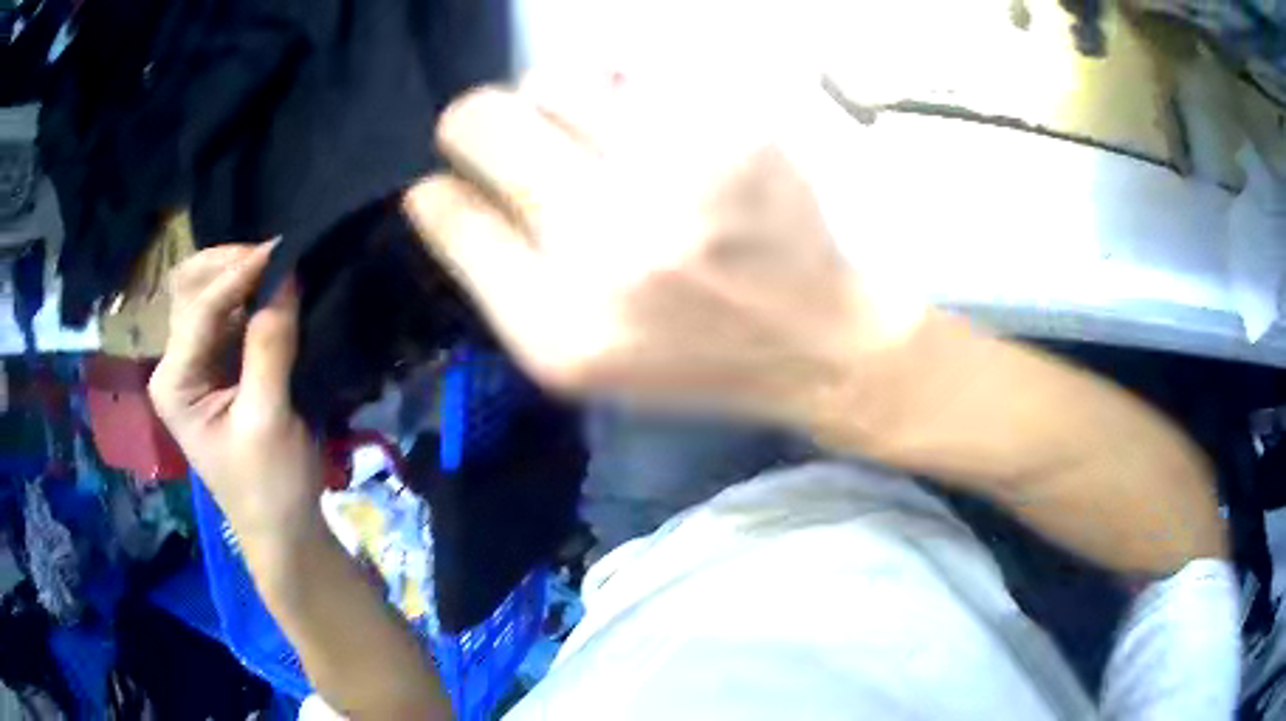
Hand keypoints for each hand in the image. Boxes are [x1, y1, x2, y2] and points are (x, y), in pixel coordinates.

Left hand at [149, 244, 323, 543]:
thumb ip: (270, 345)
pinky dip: (249, 297)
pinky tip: (274, 292)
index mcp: (174, 383)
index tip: (284, 250)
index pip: (200, 308)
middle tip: (277, 256)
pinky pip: (227, 316)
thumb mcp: (268, 418)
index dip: (239, 275)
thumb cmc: (270, 487)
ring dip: (241, 276)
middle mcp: (175, 365)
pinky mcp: (216, 369)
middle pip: (190, 289)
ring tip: (280, 268)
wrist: (283, 532)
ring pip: (207, 295)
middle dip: (230, 265)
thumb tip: (288, 274)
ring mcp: (194, 365)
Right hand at [405, 72, 923, 426]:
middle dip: (475, 124)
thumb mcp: (577, 362)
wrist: (816, 340)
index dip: (438, 191)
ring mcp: (676, 175)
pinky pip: (632, 74)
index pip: (451, 213)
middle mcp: (609, 244)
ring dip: (550, 102)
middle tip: (504, 137)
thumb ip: (498, 280)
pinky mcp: (732, 131)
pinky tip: (648, 131)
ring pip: (554, 80)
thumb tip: (441, 193)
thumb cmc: (690, 359)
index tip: (449, 184)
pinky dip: (622, 95)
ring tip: (584, 134)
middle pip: (483, 120)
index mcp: (559, 326)